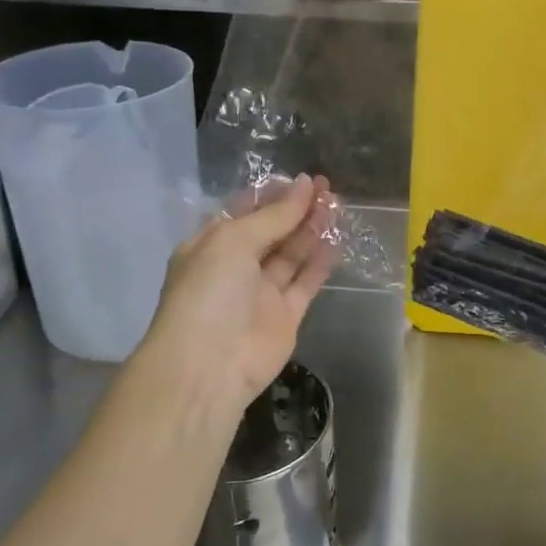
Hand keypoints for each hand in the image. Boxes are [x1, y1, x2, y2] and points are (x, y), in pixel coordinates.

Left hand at [140, 174, 340, 424]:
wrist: (208, 366)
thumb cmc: (209, 292)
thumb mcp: (234, 241)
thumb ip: (274, 215)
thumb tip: (306, 185)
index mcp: (211, 246)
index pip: (245, 212)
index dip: (273, 194)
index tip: (304, 179)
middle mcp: (235, 267)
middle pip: (272, 231)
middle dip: (297, 209)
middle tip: (328, 187)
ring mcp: (261, 293)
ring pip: (291, 254)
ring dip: (312, 229)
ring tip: (337, 204)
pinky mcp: (285, 316)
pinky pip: (305, 282)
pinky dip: (320, 261)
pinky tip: (337, 238)